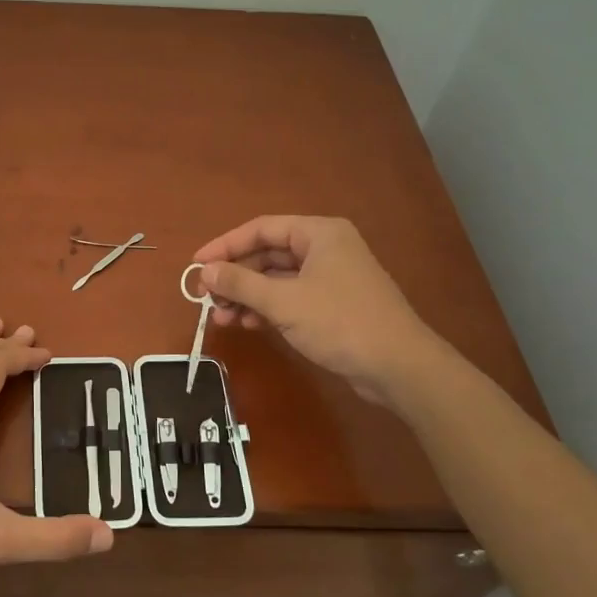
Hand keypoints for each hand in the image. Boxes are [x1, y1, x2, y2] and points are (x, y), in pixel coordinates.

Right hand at [193, 216, 437, 406]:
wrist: (399, 368)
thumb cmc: (340, 322)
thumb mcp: (284, 301)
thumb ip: (241, 283)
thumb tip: (204, 271)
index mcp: (319, 233)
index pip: (261, 229)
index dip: (225, 245)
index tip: (197, 264)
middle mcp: (325, 248)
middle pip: (268, 254)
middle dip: (236, 276)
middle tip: (206, 296)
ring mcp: (331, 277)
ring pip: (277, 279)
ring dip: (248, 296)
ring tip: (221, 317)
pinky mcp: (333, 305)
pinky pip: (290, 297)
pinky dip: (267, 308)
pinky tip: (248, 325)